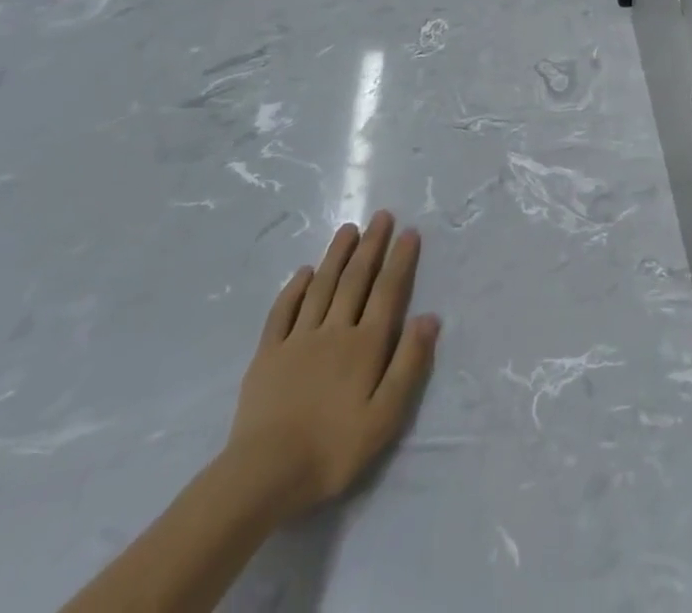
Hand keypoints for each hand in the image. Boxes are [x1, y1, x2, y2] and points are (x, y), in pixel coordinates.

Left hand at [222, 214, 438, 522]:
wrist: (262, 476)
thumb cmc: (332, 450)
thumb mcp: (385, 418)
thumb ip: (409, 364)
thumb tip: (429, 317)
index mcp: (365, 345)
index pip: (388, 292)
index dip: (400, 260)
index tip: (409, 231)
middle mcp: (334, 331)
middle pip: (356, 280)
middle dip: (371, 246)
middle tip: (381, 215)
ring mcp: (298, 341)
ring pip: (321, 287)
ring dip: (336, 256)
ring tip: (348, 229)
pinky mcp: (267, 356)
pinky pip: (283, 312)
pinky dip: (294, 289)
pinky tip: (303, 272)